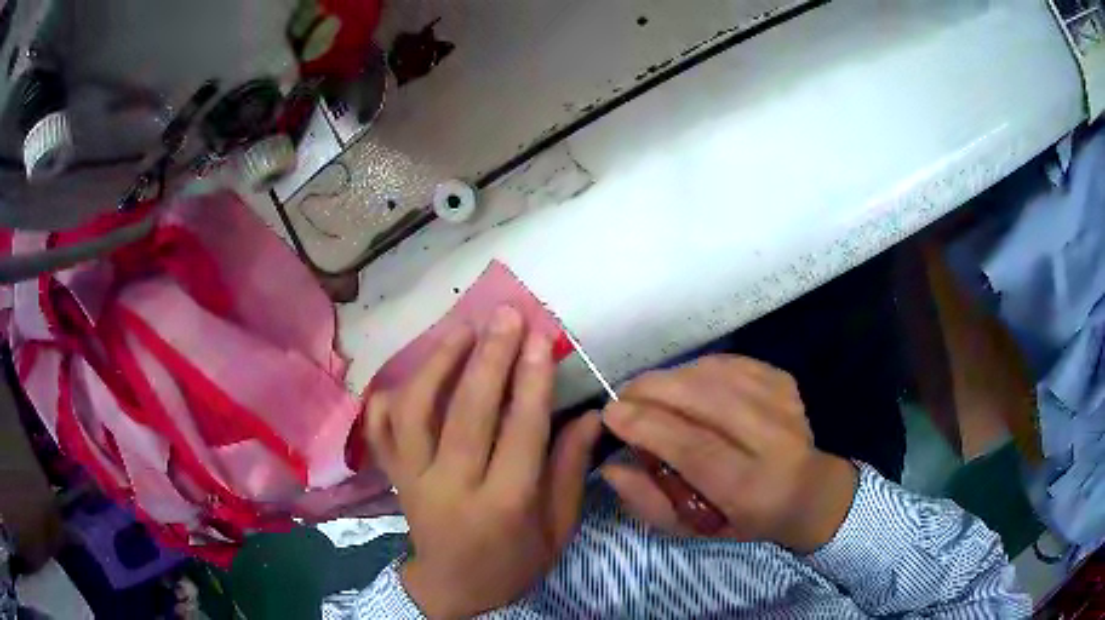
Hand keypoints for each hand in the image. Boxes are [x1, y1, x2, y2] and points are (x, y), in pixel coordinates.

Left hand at [364, 306, 601, 618]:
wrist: (455, 589)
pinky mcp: (393, 478)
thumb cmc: (515, 562)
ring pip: (415, 414)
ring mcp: (413, 481)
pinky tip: (408, 373)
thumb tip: (589, 415)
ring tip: (460, 331)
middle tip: (504, 316)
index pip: (519, 433)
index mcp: (504, 506)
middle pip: (466, 415)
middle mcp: (452, 489)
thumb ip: (570, 472)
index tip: (540, 337)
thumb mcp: (558, 529)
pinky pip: (379, 431)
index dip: (531, 381)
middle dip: (488, 359)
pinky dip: (387, 397)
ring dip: (436, 366)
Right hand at [601, 355, 857, 553]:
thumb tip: (611, 466)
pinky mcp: (784, 381)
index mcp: (750, 488)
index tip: (612, 413)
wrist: (805, 491)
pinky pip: (731, 363)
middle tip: (623, 395)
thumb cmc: (742, 517)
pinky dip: (697, 368)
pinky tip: (684, 383)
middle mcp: (773, 441)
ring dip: (672, 377)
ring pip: (717, 374)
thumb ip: (649, 502)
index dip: (649, 426)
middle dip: (654, 390)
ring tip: (649, 391)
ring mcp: (783, 404)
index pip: (695, 448)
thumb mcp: (692, 527)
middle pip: (708, 400)